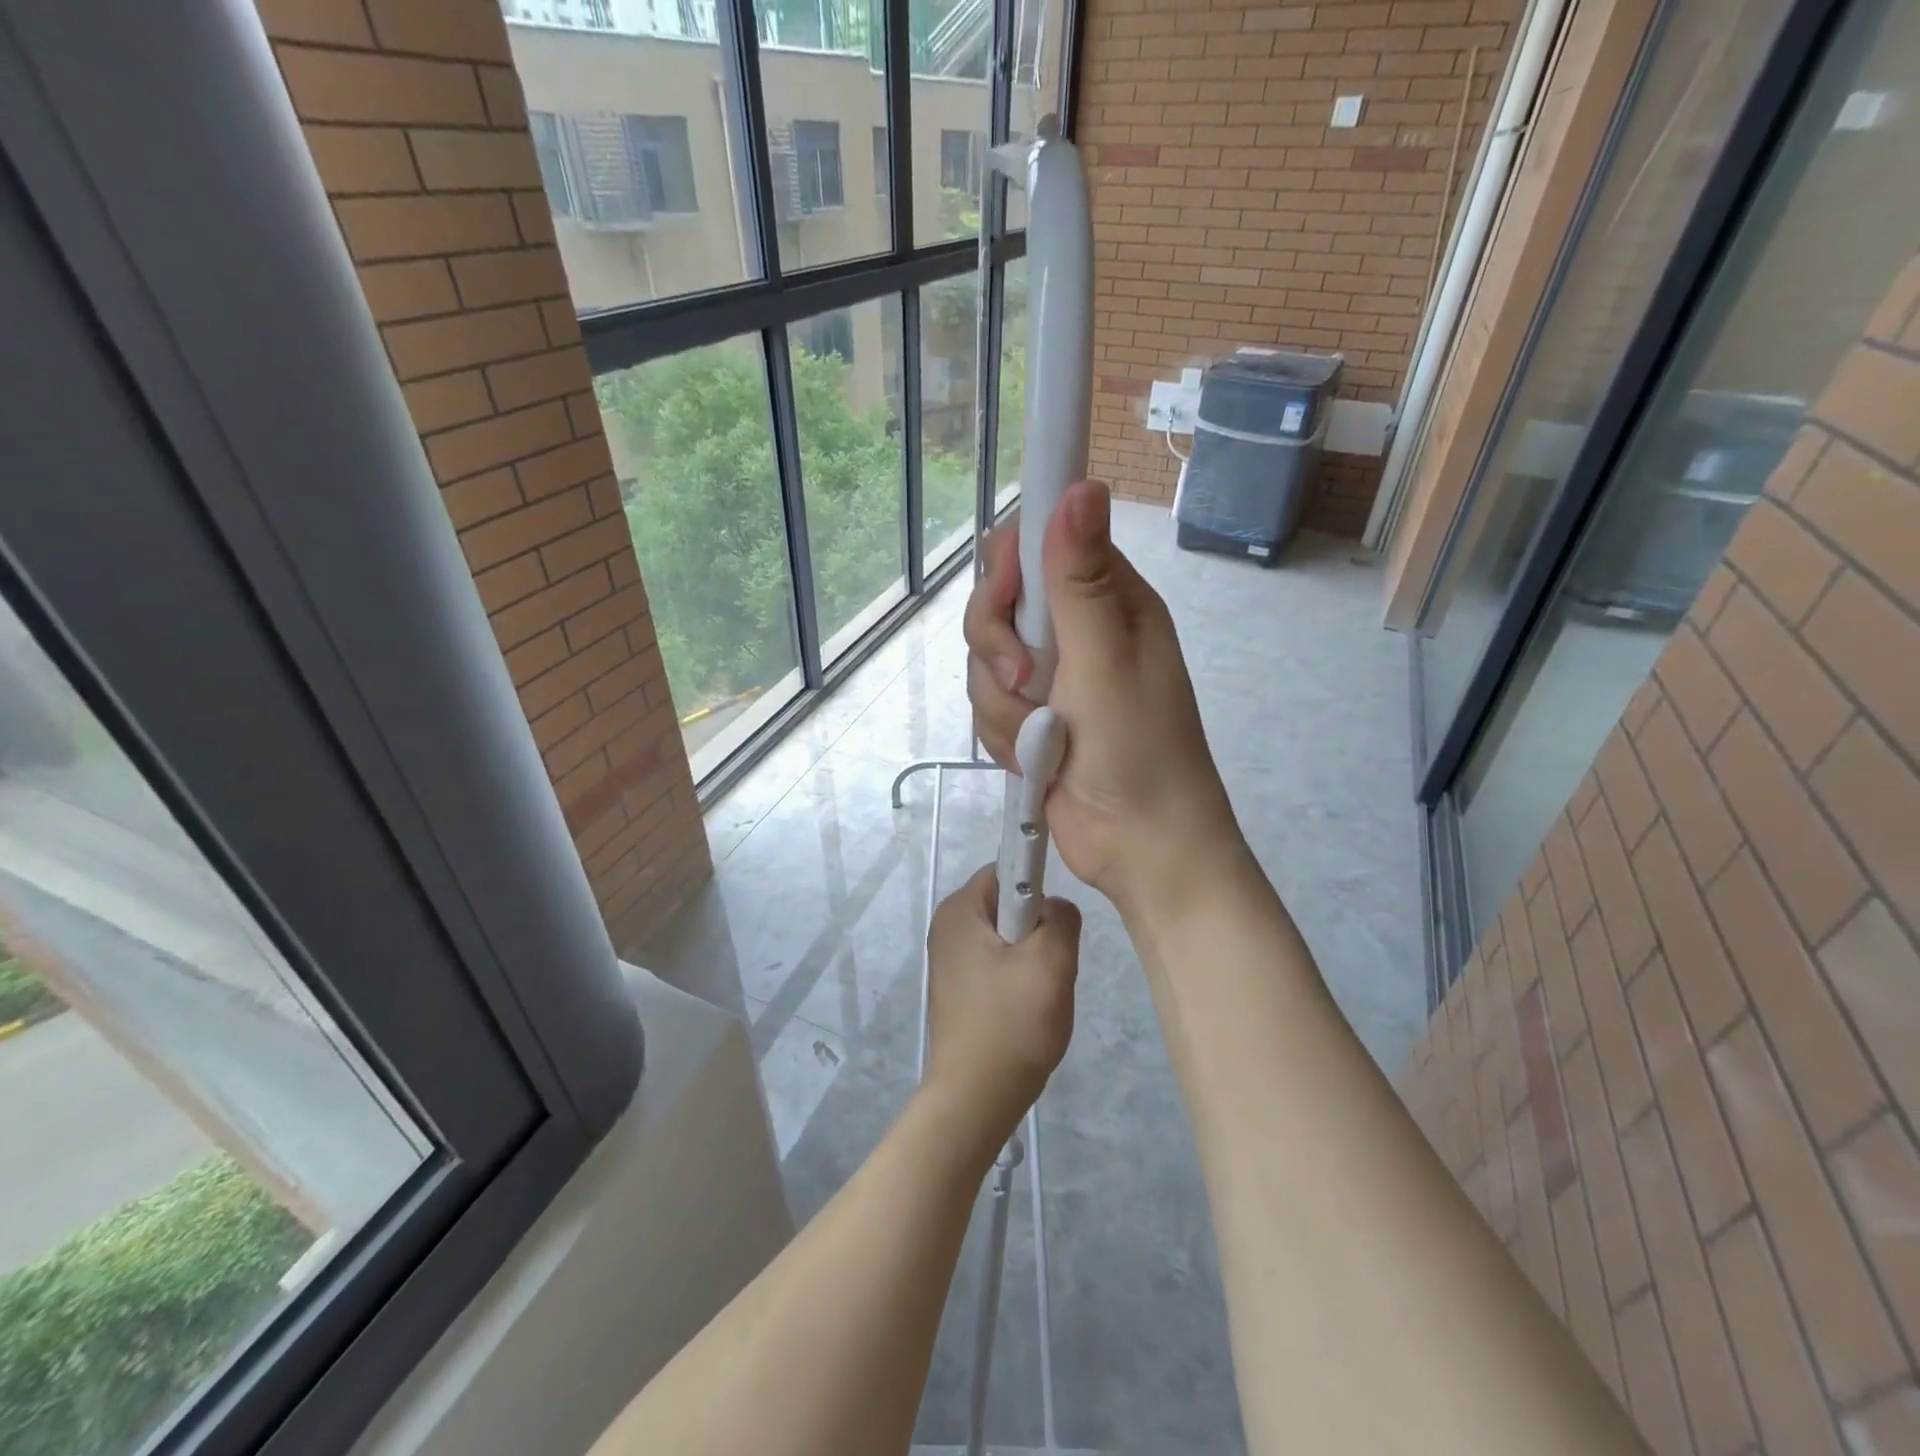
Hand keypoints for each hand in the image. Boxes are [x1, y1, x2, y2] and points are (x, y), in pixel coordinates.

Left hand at [922, 865, 1079, 1146]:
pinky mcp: (957, 991)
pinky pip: (997, 966)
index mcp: (958, 910)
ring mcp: (949, 962)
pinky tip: (1027, 1010)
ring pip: (1007, 939)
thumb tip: (1056, 908)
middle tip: (1051, 965)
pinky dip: (1018, 980)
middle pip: (1007, 905)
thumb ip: (1062, 919)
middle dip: (1038, 929)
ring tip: (1040, 993)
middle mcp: (947, 929)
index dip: (1037, 884)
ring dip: (1032, 959)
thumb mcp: (1051, 963)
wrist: (975, 1099)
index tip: (1056, 921)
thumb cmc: (1011, 1024)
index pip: (1006, 869)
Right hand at [965, 480, 1243, 917]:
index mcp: (1107, 601)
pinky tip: (1034, 760)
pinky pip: (988, 706)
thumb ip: (1081, 580)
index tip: (1006, 603)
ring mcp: (1050, 679)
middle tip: (1028, 682)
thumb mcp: (1107, 661)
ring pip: (984, 662)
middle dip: (998, 650)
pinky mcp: (1030, 720)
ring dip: (1004, 705)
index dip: (1009, 567)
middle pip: (997, 606)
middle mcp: (1076, 632)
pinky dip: (1004, 736)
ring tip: (1043, 737)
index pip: (1037, 546)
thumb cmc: (1139, 750)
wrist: (1140, 847)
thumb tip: (1080, 485)